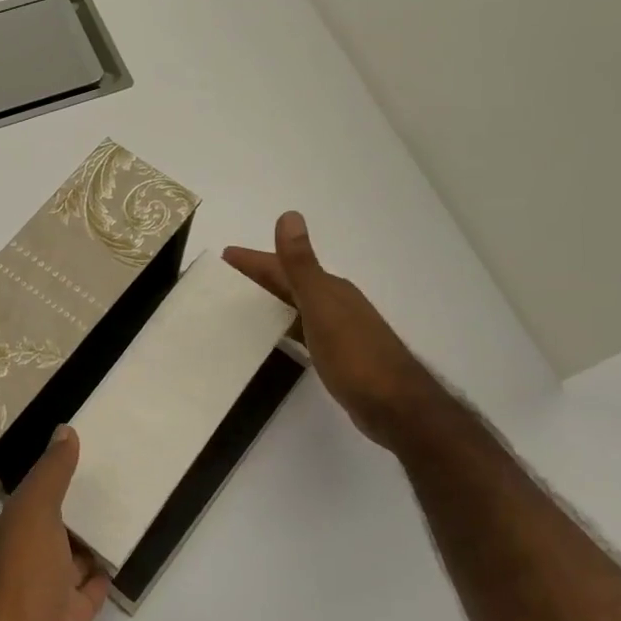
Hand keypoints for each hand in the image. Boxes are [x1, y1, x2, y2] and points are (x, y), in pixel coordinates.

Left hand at [0, 428, 110, 620]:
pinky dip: (103, 575)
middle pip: (57, 526)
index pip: (37, 496)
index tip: (91, 452)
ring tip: (128, 511)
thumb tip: (65, 430)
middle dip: (79, 507)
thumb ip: (50, 475)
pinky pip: (89, 592)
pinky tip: (122, 559)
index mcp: (11, 532)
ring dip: (93, 540)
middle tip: (120, 478)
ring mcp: (47, 596)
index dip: (59, 475)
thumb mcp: (33, 516)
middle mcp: (26, 560)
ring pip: (74, 558)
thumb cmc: (21, 586)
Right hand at [224, 212, 442, 447]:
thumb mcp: (321, 306)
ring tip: (242, 305)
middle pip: (291, 283)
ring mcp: (340, 329)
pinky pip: (303, 330)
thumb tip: (289, 215)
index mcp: (330, 289)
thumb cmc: (354, 355)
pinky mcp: (339, 355)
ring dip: (271, 301)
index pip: (285, 266)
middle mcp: (336, 303)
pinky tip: (276, 336)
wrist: (395, 405)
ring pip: (297, 307)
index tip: (225, 256)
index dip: (255, 260)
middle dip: (260, 277)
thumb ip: (301, 264)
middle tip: (225, 279)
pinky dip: (285, 326)